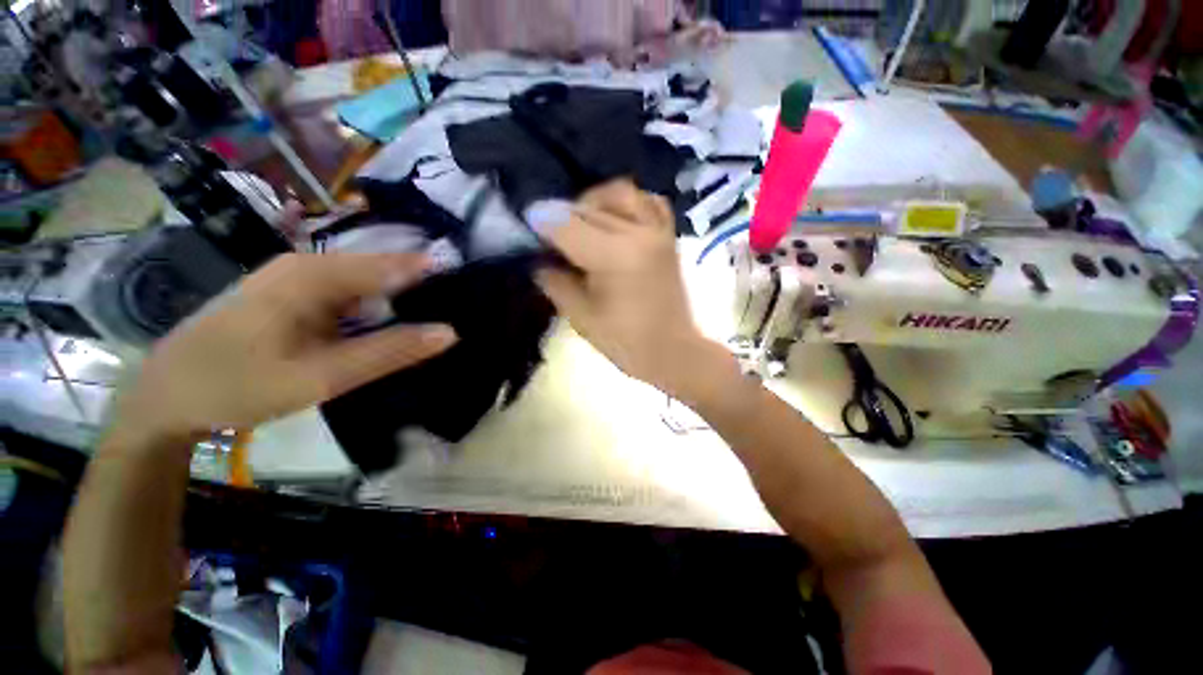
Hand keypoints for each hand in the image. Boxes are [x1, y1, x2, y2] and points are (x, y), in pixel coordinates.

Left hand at [121, 253, 456, 437]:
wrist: (166, 397)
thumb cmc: (237, 385)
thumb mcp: (320, 376)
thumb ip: (389, 352)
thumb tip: (450, 332)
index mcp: (314, 274)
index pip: (397, 265)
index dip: (440, 278)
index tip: (477, 294)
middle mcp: (310, 265)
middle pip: (385, 270)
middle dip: (425, 290)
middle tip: (464, 313)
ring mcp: (300, 278)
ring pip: (370, 283)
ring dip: (404, 301)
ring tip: (439, 320)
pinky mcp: (297, 295)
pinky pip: (352, 294)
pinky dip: (379, 308)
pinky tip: (396, 325)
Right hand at [536, 180, 727, 398]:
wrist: (672, 351)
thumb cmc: (625, 343)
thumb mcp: (581, 317)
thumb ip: (556, 283)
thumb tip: (540, 261)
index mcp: (614, 257)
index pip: (567, 226)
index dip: (542, 224)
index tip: (528, 227)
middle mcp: (638, 234)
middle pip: (589, 209)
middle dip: (562, 218)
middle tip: (551, 237)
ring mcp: (658, 231)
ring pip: (620, 193)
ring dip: (593, 202)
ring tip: (582, 223)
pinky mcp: (669, 237)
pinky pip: (649, 202)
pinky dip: (629, 203)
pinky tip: (617, 218)